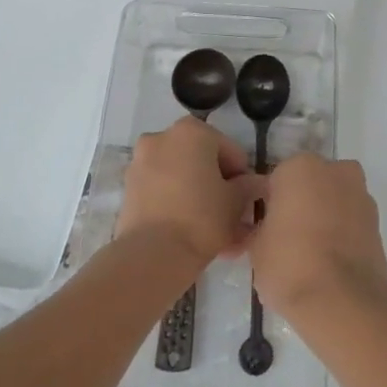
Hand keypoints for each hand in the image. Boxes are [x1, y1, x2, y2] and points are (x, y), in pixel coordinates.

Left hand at [116, 117, 264, 265]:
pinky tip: (193, 234)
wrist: (153, 254)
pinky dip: (177, 206)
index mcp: (192, 131)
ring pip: (181, 178)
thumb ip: (249, 187)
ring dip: (199, 198)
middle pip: (202, 162)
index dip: (242, 177)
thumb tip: (257, 184)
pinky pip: (162, 193)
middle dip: (218, 188)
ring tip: (215, 233)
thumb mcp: (236, 202)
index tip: (246, 202)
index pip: (229, 151)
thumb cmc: (202, 217)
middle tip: (232, 217)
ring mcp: (141, 163)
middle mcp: (163, 137)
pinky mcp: (129, 189)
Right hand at [249, 153, 386, 323]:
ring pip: (334, 201)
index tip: (265, 229)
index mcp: (300, 167)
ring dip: (325, 217)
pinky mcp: (379, 222)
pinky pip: (351, 222)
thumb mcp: (256, 248)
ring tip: (311, 255)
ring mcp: (361, 194)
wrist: (343, 301)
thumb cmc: (290, 264)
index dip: (270, 205)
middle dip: (302, 204)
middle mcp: (335, 170)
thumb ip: (260, 228)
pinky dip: (343, 234)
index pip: (277, 180)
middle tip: (287, 239)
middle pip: (311, 184)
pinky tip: (331, 262)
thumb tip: (265, 230)